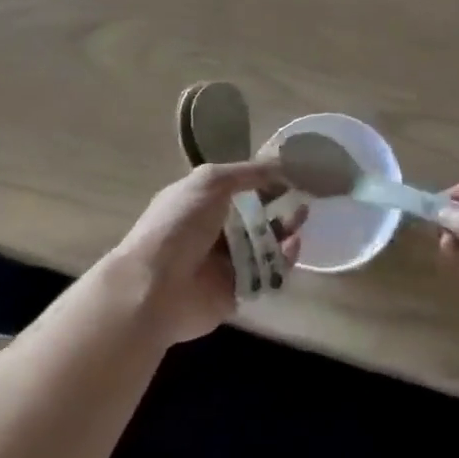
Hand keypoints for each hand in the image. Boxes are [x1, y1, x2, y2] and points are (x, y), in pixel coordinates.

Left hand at [107, 162, 304, 345]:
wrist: (155, 288)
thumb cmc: (179, 224)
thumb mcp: (211, 181)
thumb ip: (248, 172)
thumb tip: (281, 165)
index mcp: (200, 203)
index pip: (237, 188)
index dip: (262, 181)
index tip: (290, 176)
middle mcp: (212, 232)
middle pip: (254, 218)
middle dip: (279, 208)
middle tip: (302, 201)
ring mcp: (224, 264)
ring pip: (264, 246)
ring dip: (284, 232)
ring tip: (301, 222)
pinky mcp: (236, 292)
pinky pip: (267, 274)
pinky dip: (283, 261)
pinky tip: (293, 246)